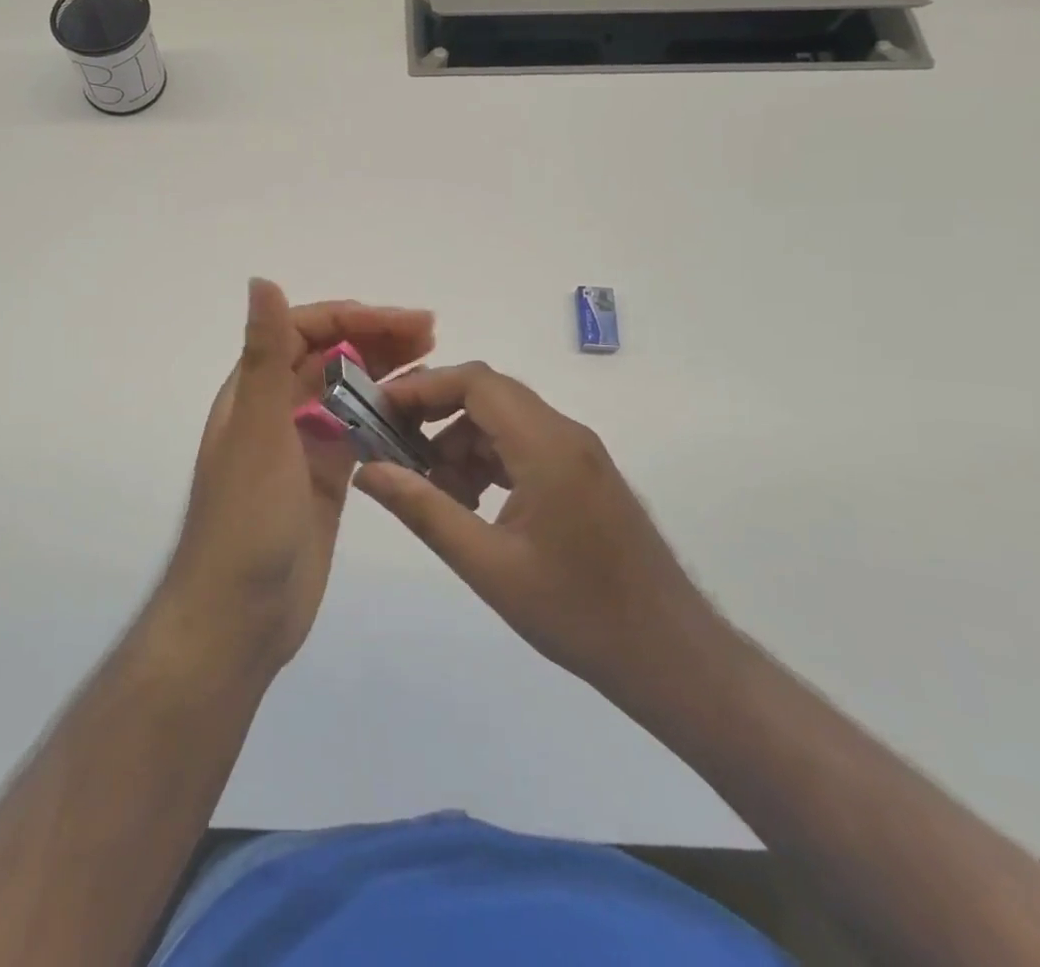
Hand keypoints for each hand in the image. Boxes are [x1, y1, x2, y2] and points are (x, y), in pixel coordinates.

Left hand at [157, 280, 434, 676]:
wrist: (240, 616)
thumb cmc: (246, 518)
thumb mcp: (258, 430)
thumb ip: (264, 355)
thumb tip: (260, 279)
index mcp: (254, 391)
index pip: (302, 331)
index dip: (351, 318)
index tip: (402, 321)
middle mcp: (276, 410)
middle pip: (329, 357)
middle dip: (376, 338)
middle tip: (433, 333)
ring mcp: (302, 446)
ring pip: (347, 393)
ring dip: (384, 372)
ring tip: (433, 361)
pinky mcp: (325, 479)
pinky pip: (358, 434)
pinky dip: (385, 417)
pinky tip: (418, 413)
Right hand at [355, 363, 724, 711]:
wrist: (671, 657)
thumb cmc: (577, 613)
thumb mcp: (487, 565)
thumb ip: (423, 509)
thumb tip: (367, 470)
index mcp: (547, 445)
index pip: (475, 382)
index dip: (421, 388)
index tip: (377, 412)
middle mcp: (565, 434)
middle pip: (487, 396)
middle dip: (433, 414)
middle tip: (391, 449)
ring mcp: (578, 454)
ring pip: (503, 421)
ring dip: (459, 443)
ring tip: (433, 493)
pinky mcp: (582, 475)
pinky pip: (523, 446)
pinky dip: (487, 462)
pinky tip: (470, 505)